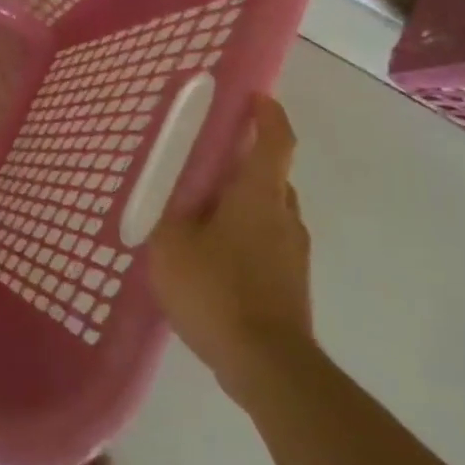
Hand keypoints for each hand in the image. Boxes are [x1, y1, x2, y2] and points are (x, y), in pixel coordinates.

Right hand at [148, 94, 314, 407]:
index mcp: (259, 195)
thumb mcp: (171, 245)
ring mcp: (294, 252)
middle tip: (206, 162)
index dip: (269, 115)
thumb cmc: (217, 290)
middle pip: (271, 175)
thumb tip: (176, 200)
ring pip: (269, 210)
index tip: (257, 98)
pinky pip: (268, 241)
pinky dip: (245, 234)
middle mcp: (285, 216)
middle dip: (244, 162)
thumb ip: (169, 215)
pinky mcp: (293, 283)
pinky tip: (213, 255)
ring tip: (202, 213)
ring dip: (242, 202)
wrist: (267, 366)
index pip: (276, 141)